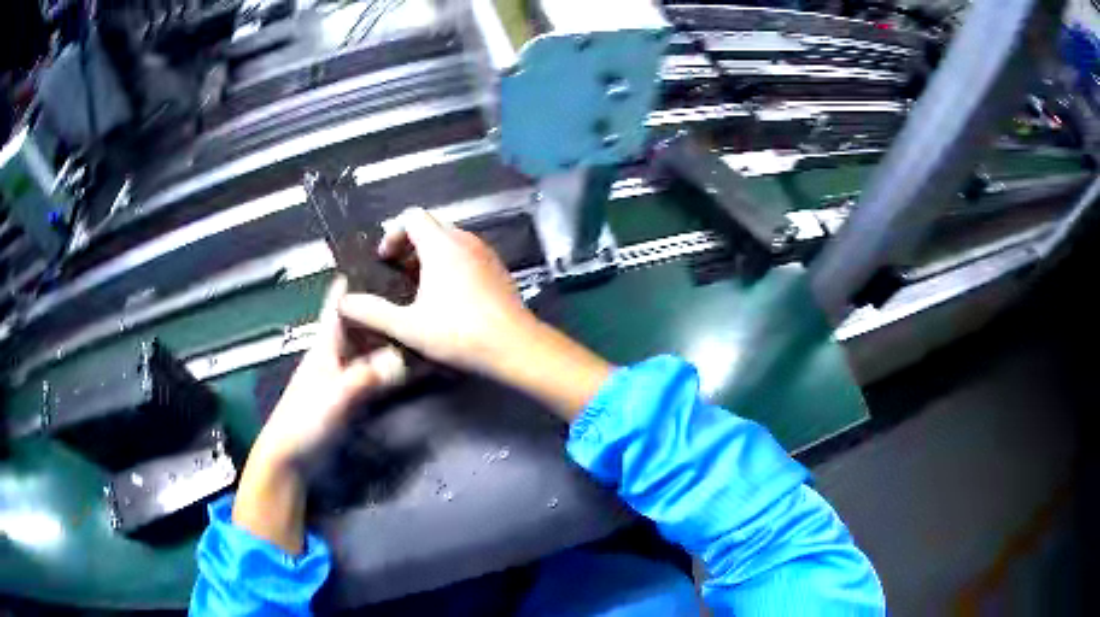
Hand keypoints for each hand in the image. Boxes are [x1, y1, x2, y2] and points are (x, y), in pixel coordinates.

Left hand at [234, 276, 405, 553]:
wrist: (292, 459)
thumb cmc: (303, 424)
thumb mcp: (333, 399)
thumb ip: (363, 379)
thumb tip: (402, 361)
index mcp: (326, 344)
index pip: (339, 301)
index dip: (357, 276)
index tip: (385, 256)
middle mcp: (339, 352)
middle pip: (363, 319)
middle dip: (387, 303)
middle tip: (422, 289)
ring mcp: (348, 374)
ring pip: (374, 345)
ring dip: (395, 334)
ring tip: (425, 320)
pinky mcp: (355, 395)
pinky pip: (380, 371)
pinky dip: (397, 364)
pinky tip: (416, 362)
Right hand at [338, 207, 537, 377]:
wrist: (515, 346)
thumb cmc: (459, 333)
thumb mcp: (408, 326)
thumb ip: (372, 312)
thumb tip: (342, 302)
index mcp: (442, 245)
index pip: (411, 216)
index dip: (392, 233)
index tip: (384, 260)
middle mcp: (465, 240)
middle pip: (431, 226)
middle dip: (409, 245)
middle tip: (396, 274)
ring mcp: (485, 253)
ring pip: (450, 240)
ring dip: (429, 255)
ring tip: (418, 287)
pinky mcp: (498, 268)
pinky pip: (467, 253)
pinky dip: (450, 264)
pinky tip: (447, 296)